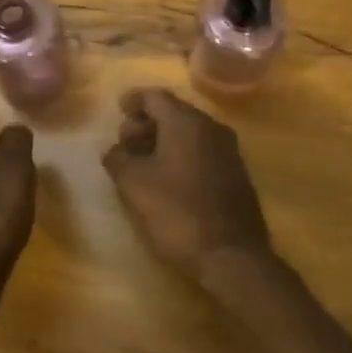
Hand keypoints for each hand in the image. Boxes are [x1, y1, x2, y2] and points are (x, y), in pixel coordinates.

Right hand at [102, 88, 273, 285]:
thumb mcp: (134, 184)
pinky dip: (181, 154)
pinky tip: (167, 179)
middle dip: (146, 122)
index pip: (155, 96)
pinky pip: (202, 150)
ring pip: (189, 132)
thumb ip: (118, 158)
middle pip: (173, 112)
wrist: (232, 256)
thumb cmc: (178, 213)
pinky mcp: (236, 173)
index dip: (133, 100)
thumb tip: (115, 150)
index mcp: (186, 122)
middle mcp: (212, 127)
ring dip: (163, 140)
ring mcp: (228, 150)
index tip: (118, 109)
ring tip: (142, 164)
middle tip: (125, 143)